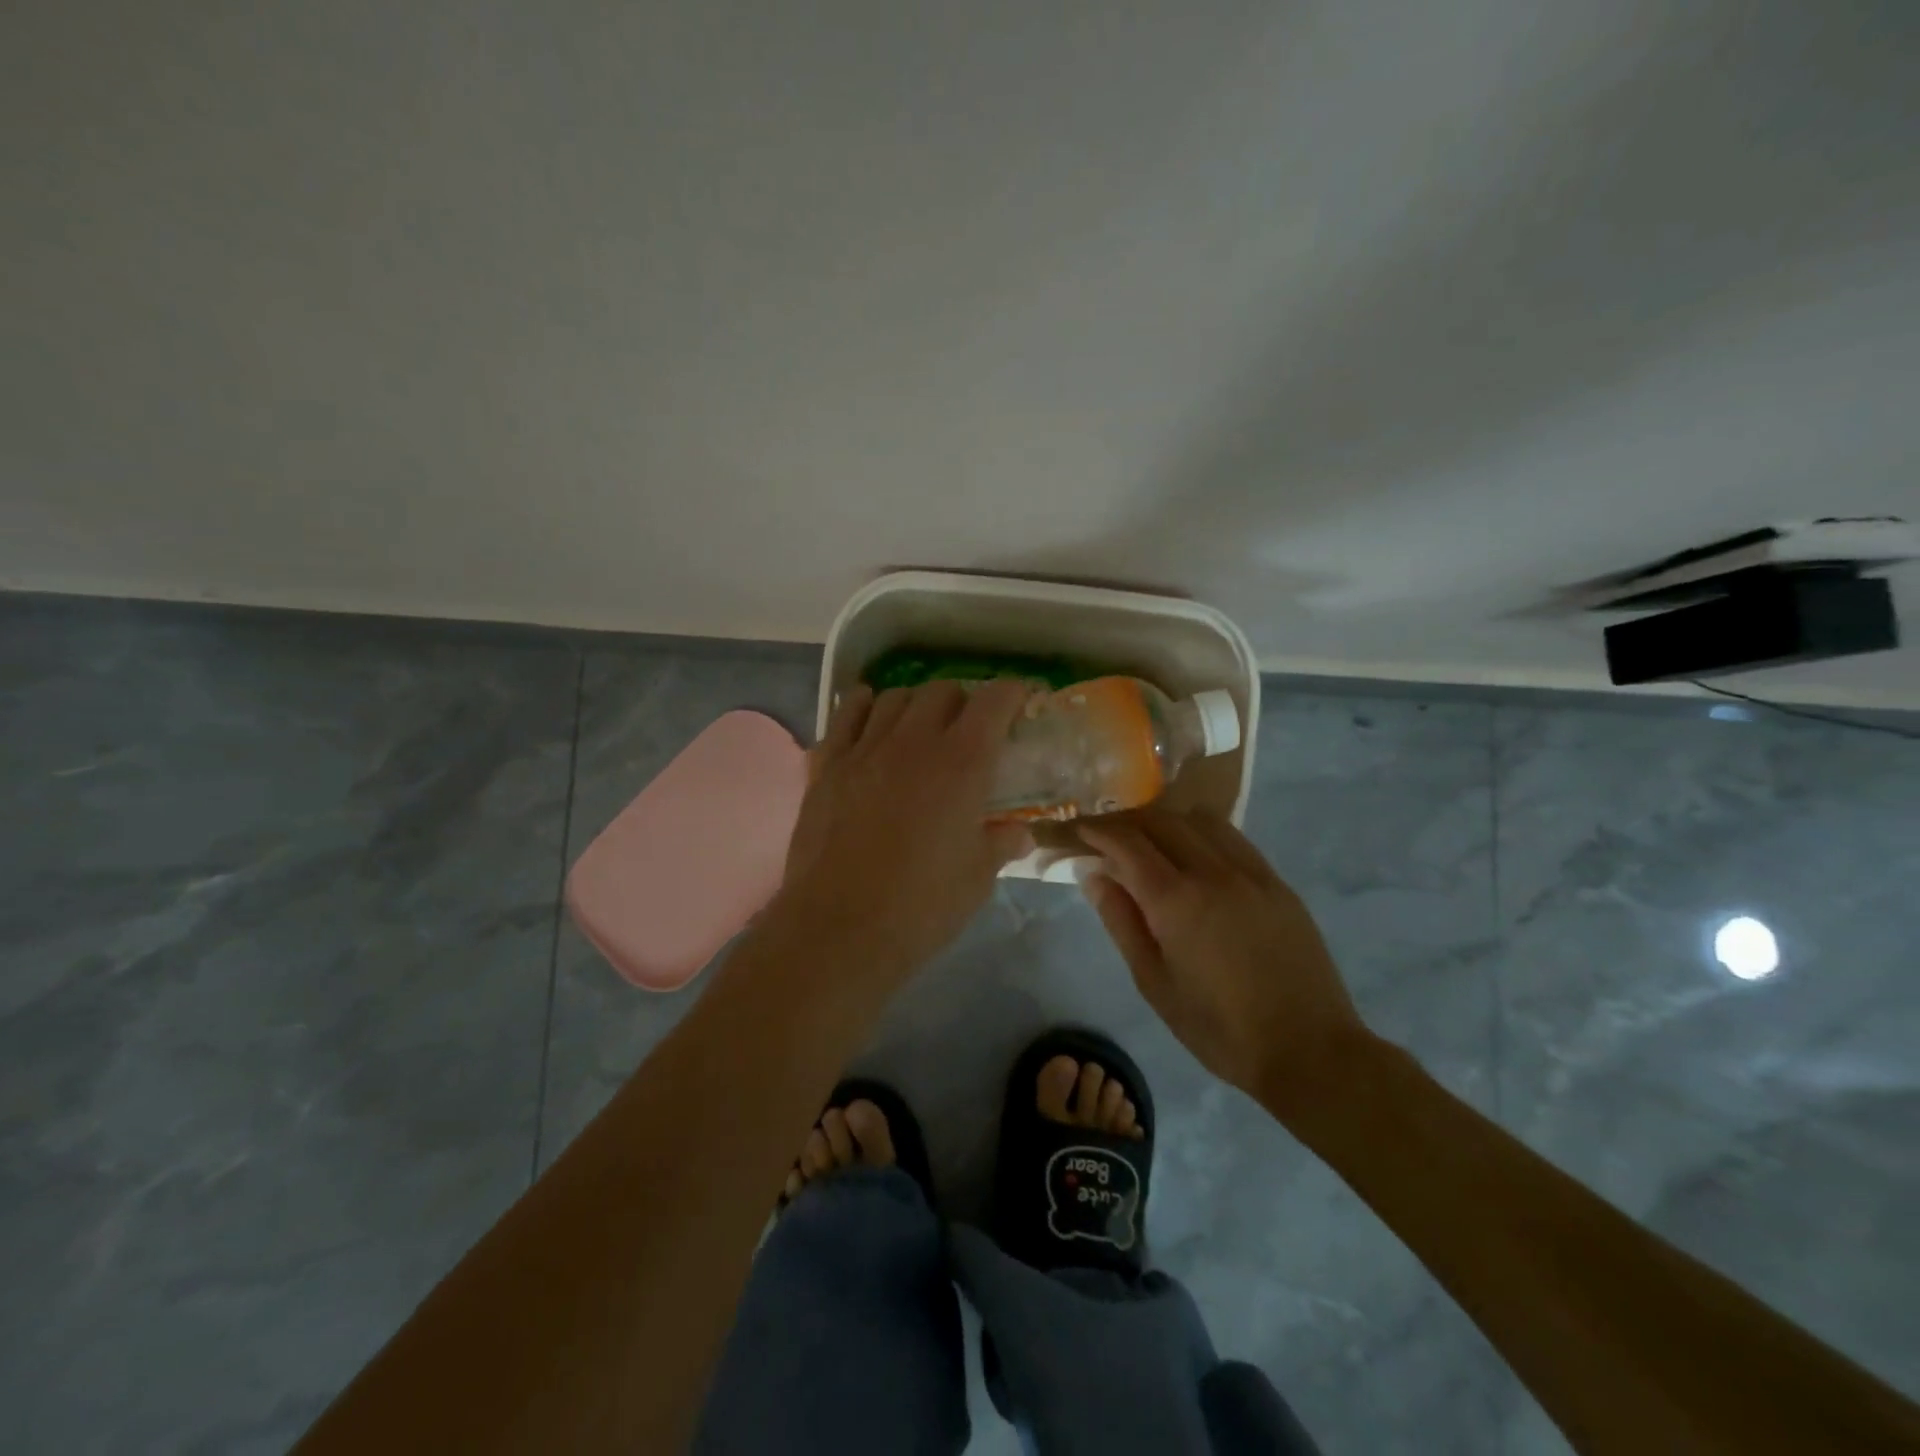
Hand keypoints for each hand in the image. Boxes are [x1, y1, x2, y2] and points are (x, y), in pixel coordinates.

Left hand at [771, 679, 1031, 984]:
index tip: (1020, 703)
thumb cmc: (921, 906)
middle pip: (942, 691)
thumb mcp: (978, 878)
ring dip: (915, 705)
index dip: (1013, 694)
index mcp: (962, 763)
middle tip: (968, 730)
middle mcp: (914, 741)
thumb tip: (1019, 832)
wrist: (839, 928)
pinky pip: (846, 714)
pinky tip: (870, 722)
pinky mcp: (827, 765)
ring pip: (894, 696)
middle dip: (963, 701)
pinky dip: (864, 708)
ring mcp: (865, 749)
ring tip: (919, 728)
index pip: (994, 701)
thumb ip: (1001, 843)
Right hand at [1076, 807, 1371, 1108]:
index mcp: (1176, 901)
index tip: (1078, 831)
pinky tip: (1193, 854)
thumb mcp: (1154, 983)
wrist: (1308, 1050)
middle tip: (1105, 836)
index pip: (1127, 843)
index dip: (1097, 831)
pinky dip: (1200, 833)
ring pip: (1198, 820)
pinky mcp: (1276, 882)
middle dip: (1125, 822)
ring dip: (1164, 821)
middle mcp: (1213, 872)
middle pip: (1160, 821)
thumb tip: (1094, 875)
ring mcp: (1250, 873)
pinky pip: (1231, 838)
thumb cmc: (1219, 1028)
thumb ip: (1121, 921)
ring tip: (1148, 841)